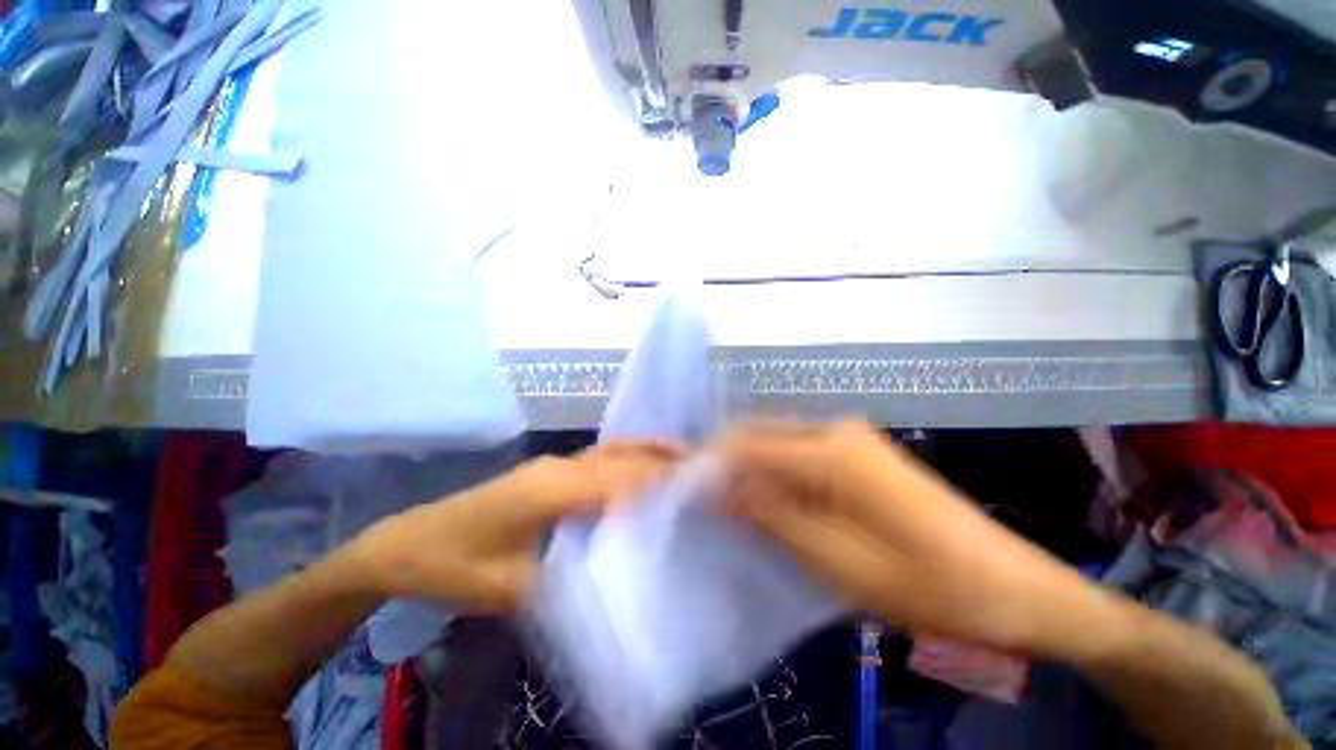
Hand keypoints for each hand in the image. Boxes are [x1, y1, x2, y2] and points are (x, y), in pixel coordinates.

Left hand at [347, 442, 681, 612]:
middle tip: (704, 476)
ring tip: (686, 463)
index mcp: (552, 488)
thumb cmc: (454, 566)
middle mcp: (561, 465)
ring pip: (614, 449)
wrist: (408, 543)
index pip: (620, 478)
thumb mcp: (510, 588)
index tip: (697, 492)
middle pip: (624, 457)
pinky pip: (602, 457)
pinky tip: (646, 467)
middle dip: (665, 462)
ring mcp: (556, 463)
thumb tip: (619, 579)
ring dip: (650, 452)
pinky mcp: (551, 470)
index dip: (660, 482)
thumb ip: (567, 583)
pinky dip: (630, 456)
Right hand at [716, 421, 1112, 656]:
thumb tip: (718, 488)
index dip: (711, 464)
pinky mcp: (858, 452)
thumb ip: (771, 515)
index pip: (747, 442)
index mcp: (831, 450)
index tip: (686, 492)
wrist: (1013, 587)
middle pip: (759, 434)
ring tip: (732, 508)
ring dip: (750, 471)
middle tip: (707, 505)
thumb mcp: (838, 561)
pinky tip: (771, 502)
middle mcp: (836, 428)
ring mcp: (849, 436)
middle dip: (727, 466)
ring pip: (776, 442)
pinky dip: (775, 474)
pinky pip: (798, 452)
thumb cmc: (929, 585)